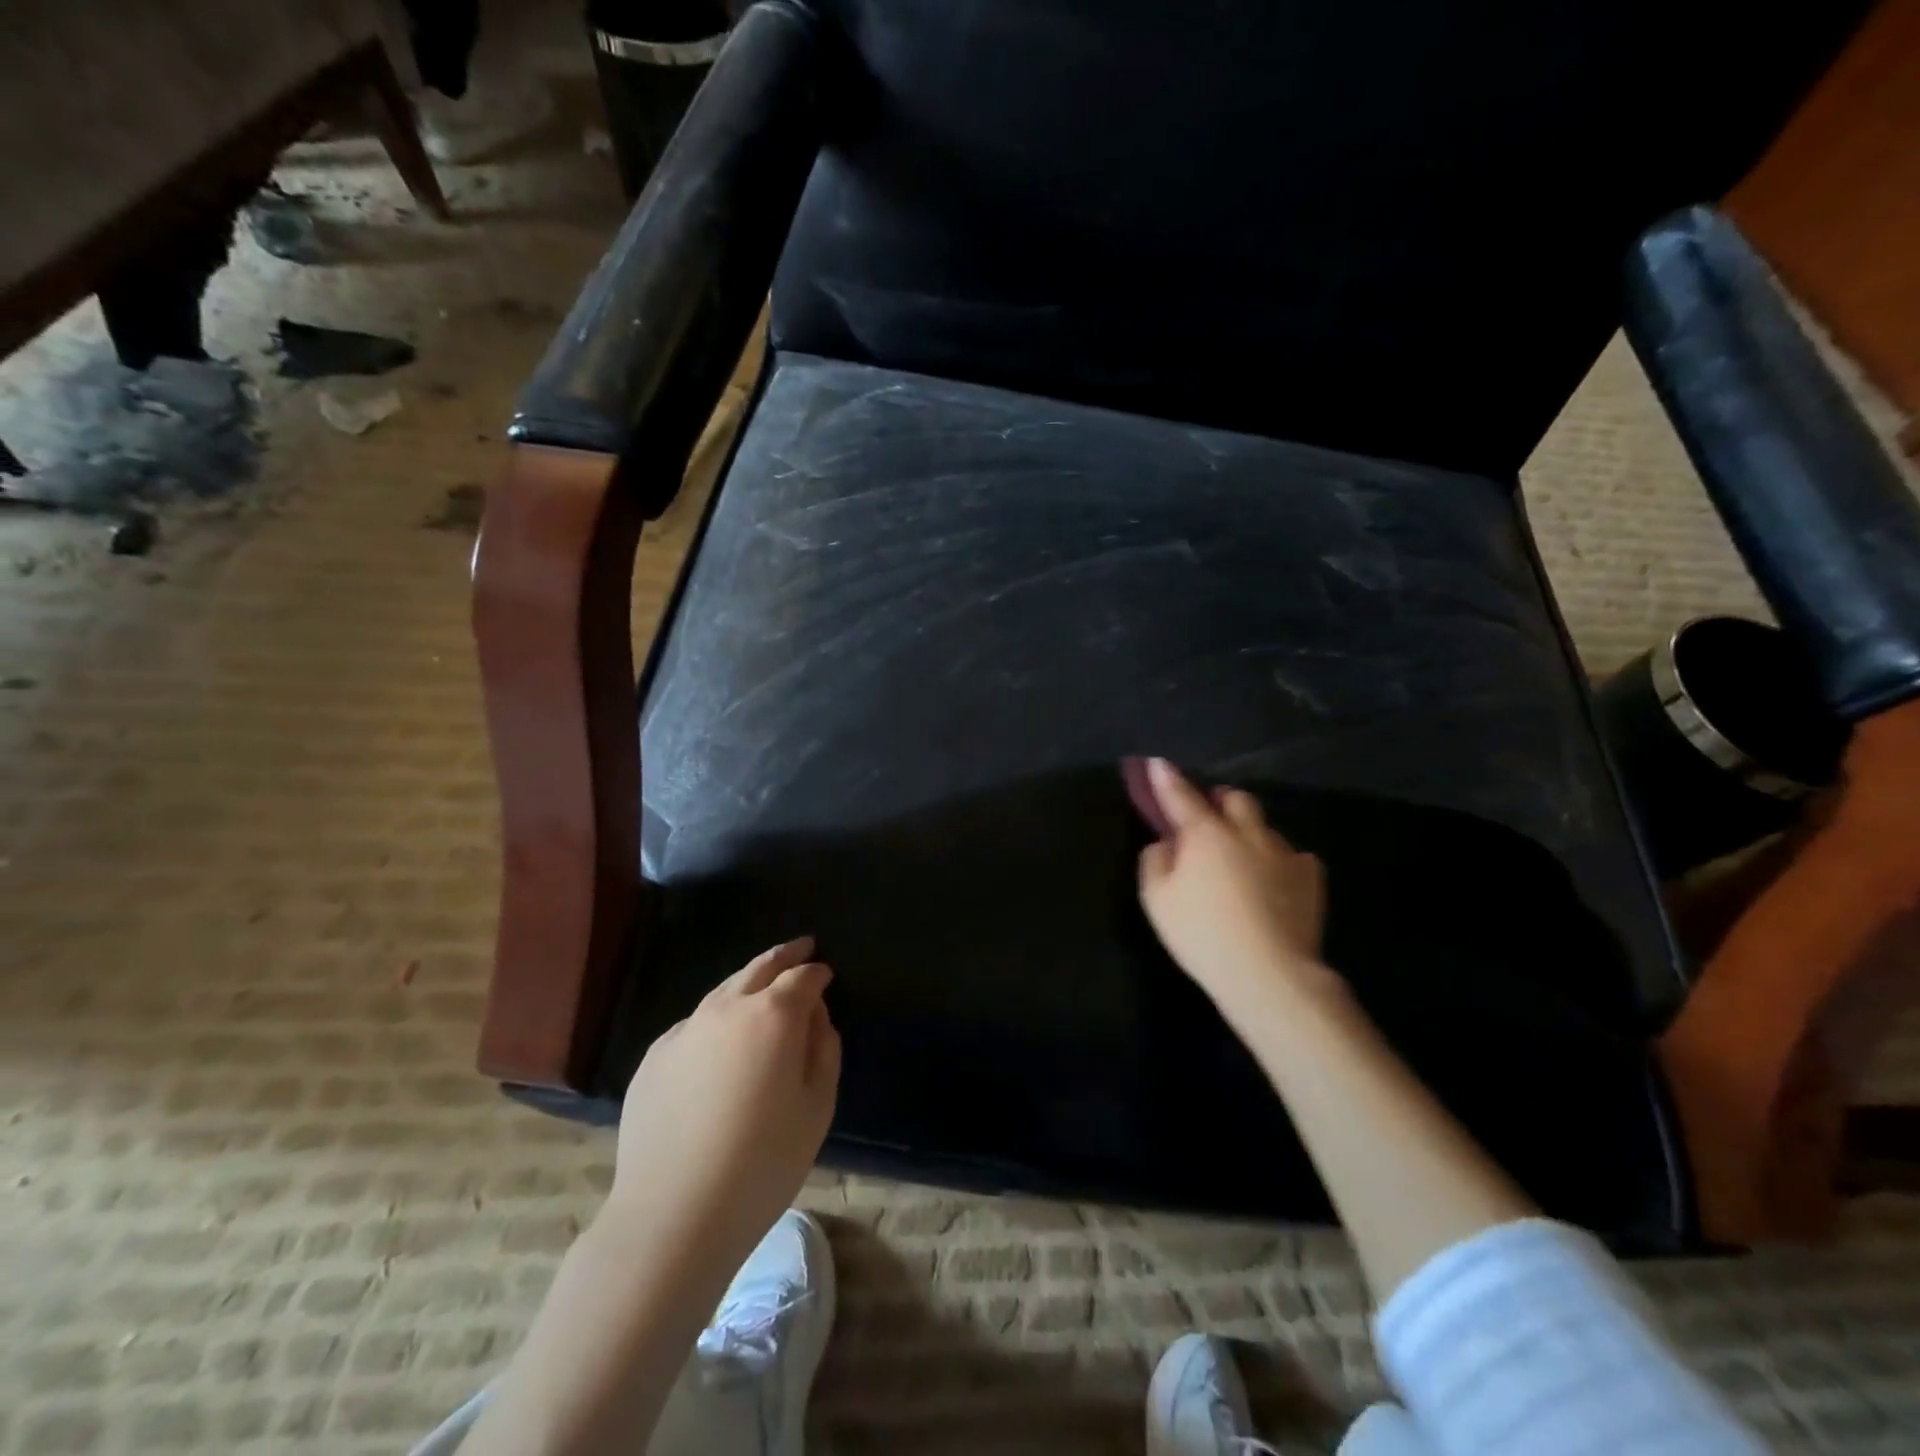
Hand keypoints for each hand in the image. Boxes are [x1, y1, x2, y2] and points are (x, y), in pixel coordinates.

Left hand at [608, 938, 840, 1270]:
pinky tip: (720, 1042)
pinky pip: (695, 1024)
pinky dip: (716, 1019)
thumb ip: (823, 1049)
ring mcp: (685, 1029)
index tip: (826, 975)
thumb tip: (816, 1016)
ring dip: (748, 982)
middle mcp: (727, 1008)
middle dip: (785, 955)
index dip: (817, 973)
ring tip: (762, 986)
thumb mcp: (817, 1107)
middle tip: (801, 947)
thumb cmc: (762, 1162)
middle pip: (760, 967)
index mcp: (773, 1015)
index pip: (802, 977)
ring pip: (724, 990)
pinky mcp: (655, 1056)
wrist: (673, 1214)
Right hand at [1135, 758, 1336, 1015]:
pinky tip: (1272, 881)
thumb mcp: (1157, 900)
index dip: (1166, 779)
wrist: (1269, 973)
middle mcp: (1246, 833)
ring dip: (1249, 832)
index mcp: (1205, 833)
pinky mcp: (1311, 878)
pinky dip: (1278, 861)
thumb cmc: (1202, 934)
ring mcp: (1283, 853)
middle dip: (1219, 801)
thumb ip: (1155, 861)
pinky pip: (1293, 856)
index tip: (1158, 763)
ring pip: (1265, 827)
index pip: (1180, 795)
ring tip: (1241, 857)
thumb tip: (1167, 843)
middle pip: (1235, 799)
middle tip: (1207, 818)